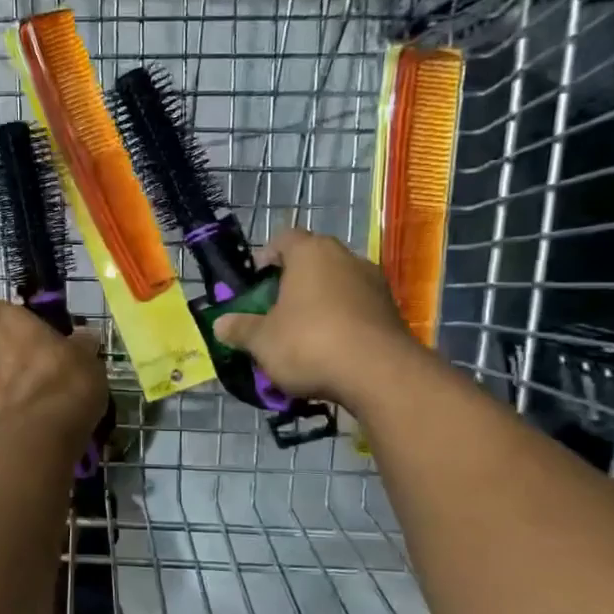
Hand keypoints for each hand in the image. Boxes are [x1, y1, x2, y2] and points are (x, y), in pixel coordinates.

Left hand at [0, 300, 106, 438]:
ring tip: (35, 397)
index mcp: (0, 318)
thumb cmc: (62, 381)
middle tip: (41, 367)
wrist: (36, 436)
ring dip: (4, 380)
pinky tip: (27, 418)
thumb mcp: (86, 357)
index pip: (3, 310)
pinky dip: (3, 406)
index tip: (43, 336)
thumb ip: (81, 344)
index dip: (21, 322)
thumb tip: (83, 338)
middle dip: (11, 352)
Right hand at [212, 228, 419, 409]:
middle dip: (292, 285)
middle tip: (274, 312)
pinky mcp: (392, 312)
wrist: (379, 374)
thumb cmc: (309, 343)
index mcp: (311, 253)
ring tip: (302, 336)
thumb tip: (220, 324)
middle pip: (312, 263)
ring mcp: (375, 284)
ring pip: (337, 287)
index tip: (255, 285)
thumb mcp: (261, 340)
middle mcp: (346, 258)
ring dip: (319, 305)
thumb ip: (240, 329)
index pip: (284, 239)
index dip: (266, 258)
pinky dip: (342, 324)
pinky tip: (330, 351)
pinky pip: (357, 310)